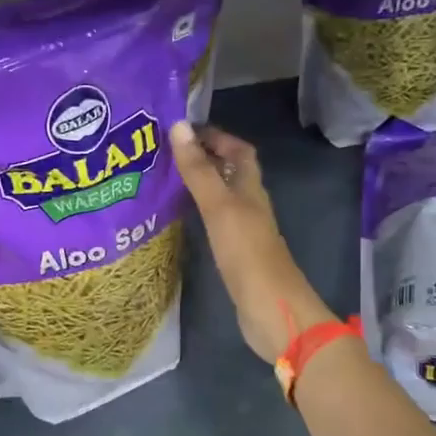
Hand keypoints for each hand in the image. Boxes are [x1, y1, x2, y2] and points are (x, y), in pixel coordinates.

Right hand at [169, 122, 333, 363]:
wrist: (271, 309)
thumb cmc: (247, 253)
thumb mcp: (219, 207)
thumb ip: (198, 170)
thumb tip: (179, 125)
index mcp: (251, 189)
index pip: (239, 151)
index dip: (216, 137)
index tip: (184, 130)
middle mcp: (250, 206)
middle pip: (230, 173)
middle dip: (203, 159)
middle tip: (166, 153)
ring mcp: (244, 232)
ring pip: (222, 198)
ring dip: (199, 186)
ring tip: (164, 180)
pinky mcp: (235, 255)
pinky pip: (215, 224)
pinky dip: (198, 214)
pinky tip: (178, 220)